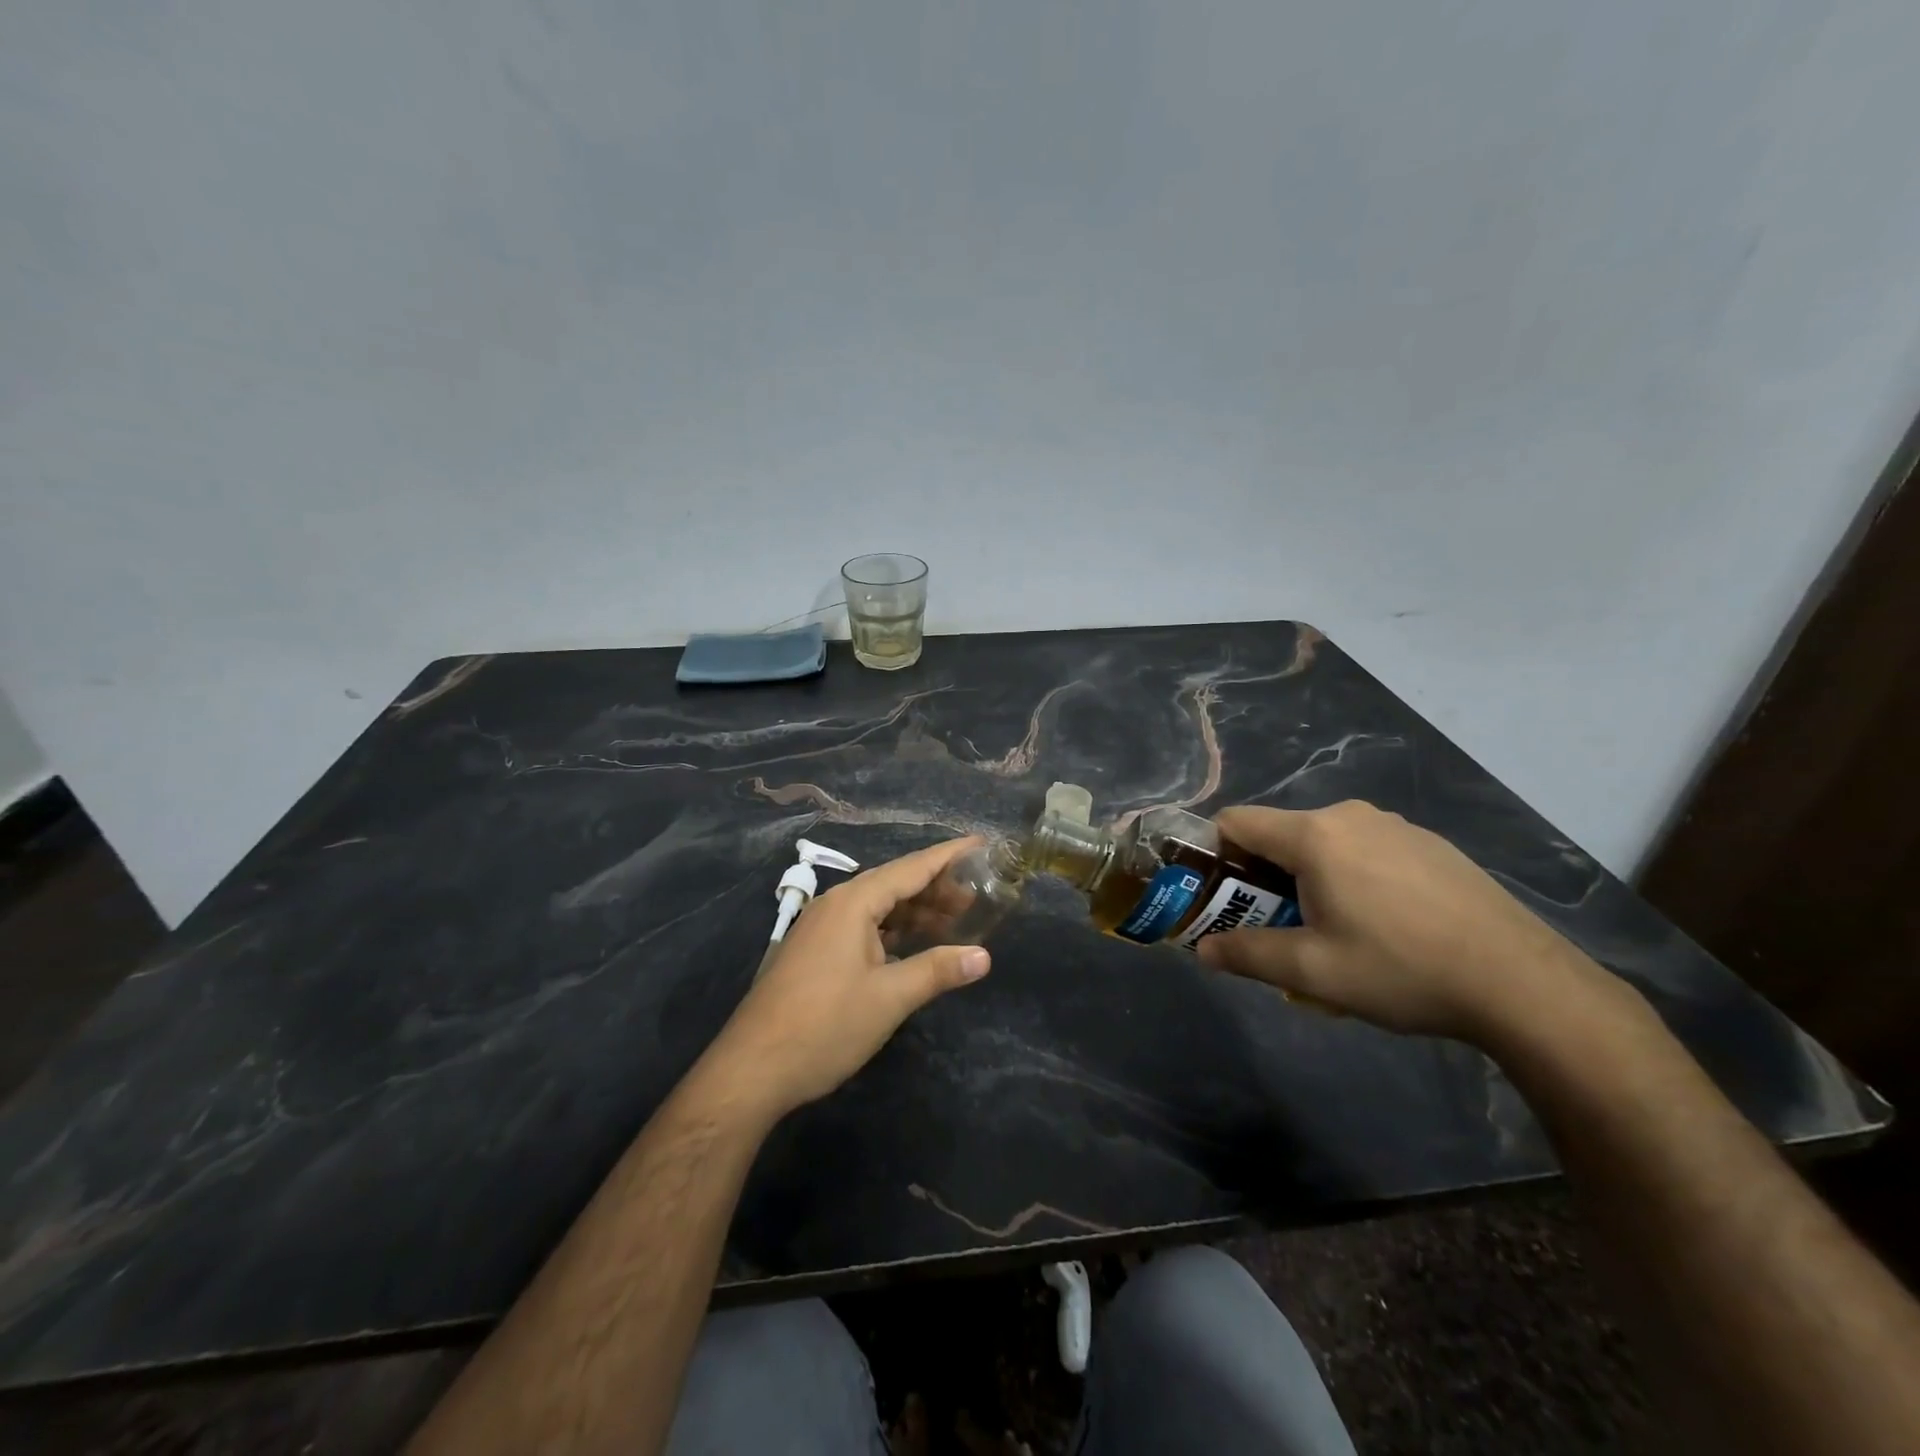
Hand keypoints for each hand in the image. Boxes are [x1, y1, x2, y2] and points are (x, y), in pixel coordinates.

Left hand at [705, 837, 991, 1119]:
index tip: (981, 844)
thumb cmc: (825, 1026)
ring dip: (915, 911)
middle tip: (979, 895)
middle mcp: (836, 905)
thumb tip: (984, 956)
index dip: (949, 856)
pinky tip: (913, 945)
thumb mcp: (889, 999)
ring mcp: (821, 929)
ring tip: (955, 919)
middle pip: (894, 884)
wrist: (752, 1070)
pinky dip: (893, 930)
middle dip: (937, 888)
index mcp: (853, 903)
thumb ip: (937, 971)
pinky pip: (863, 926)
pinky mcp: (815, 952)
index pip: (911, 868)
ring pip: (878, 907)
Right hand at [1196, 801, 1617, 1043]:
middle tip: (1283, 929)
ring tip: (1339, 936)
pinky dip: (1354, 878)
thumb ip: (1247, 954)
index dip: (1217, 855)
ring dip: (1311, 881)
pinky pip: (1367, 851)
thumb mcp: (1313, 971)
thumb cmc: (1402, 970)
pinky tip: (1388, 928)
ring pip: (1326, 845)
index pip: (1237, 821)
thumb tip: (1203, 950)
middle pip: (1281, 835)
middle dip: (1266, 878)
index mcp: (1314, 836)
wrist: (1522, 983)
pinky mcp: (1430, 845)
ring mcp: (1396, 826)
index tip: (1225, 898)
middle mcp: (1350, 815)